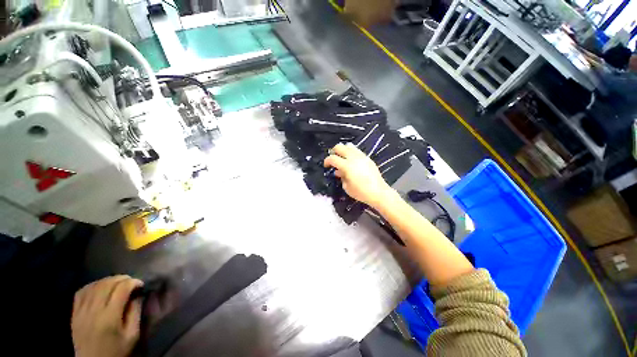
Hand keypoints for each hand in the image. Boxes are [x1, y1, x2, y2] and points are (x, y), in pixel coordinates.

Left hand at [72, 275, 143, 356]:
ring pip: (94, 286)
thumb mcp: (132, 335)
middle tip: (131, 281)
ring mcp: (81, 311)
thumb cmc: (116, 350)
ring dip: (108, 280)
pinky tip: (100, 287)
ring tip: (118, 283)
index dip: (133, 282)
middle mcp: (93, 311)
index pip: (121, 289)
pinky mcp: (74, 313)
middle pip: (106, 284)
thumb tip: (138, 295)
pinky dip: (92, 285)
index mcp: (109, 317)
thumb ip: (135, 313)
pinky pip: (81, 292)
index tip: (141, 284)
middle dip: (121, 278)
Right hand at [324, 143, 393, 207]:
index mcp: (346, 166)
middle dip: (334, 151)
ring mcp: (361, 156)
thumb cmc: (361, 192)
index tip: (326, 165)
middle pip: (340, 147)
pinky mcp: (367, 158)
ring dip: (343, 150)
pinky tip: (352, 161)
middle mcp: (353, 158)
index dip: (327, 161)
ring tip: (343, 158)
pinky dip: (351, 153)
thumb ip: (341, 177)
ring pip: (349, 146)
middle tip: (333, 159)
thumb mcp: (346, 187)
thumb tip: (338, 171)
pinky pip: (357, 151)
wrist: (378, 192)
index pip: (332, 158)